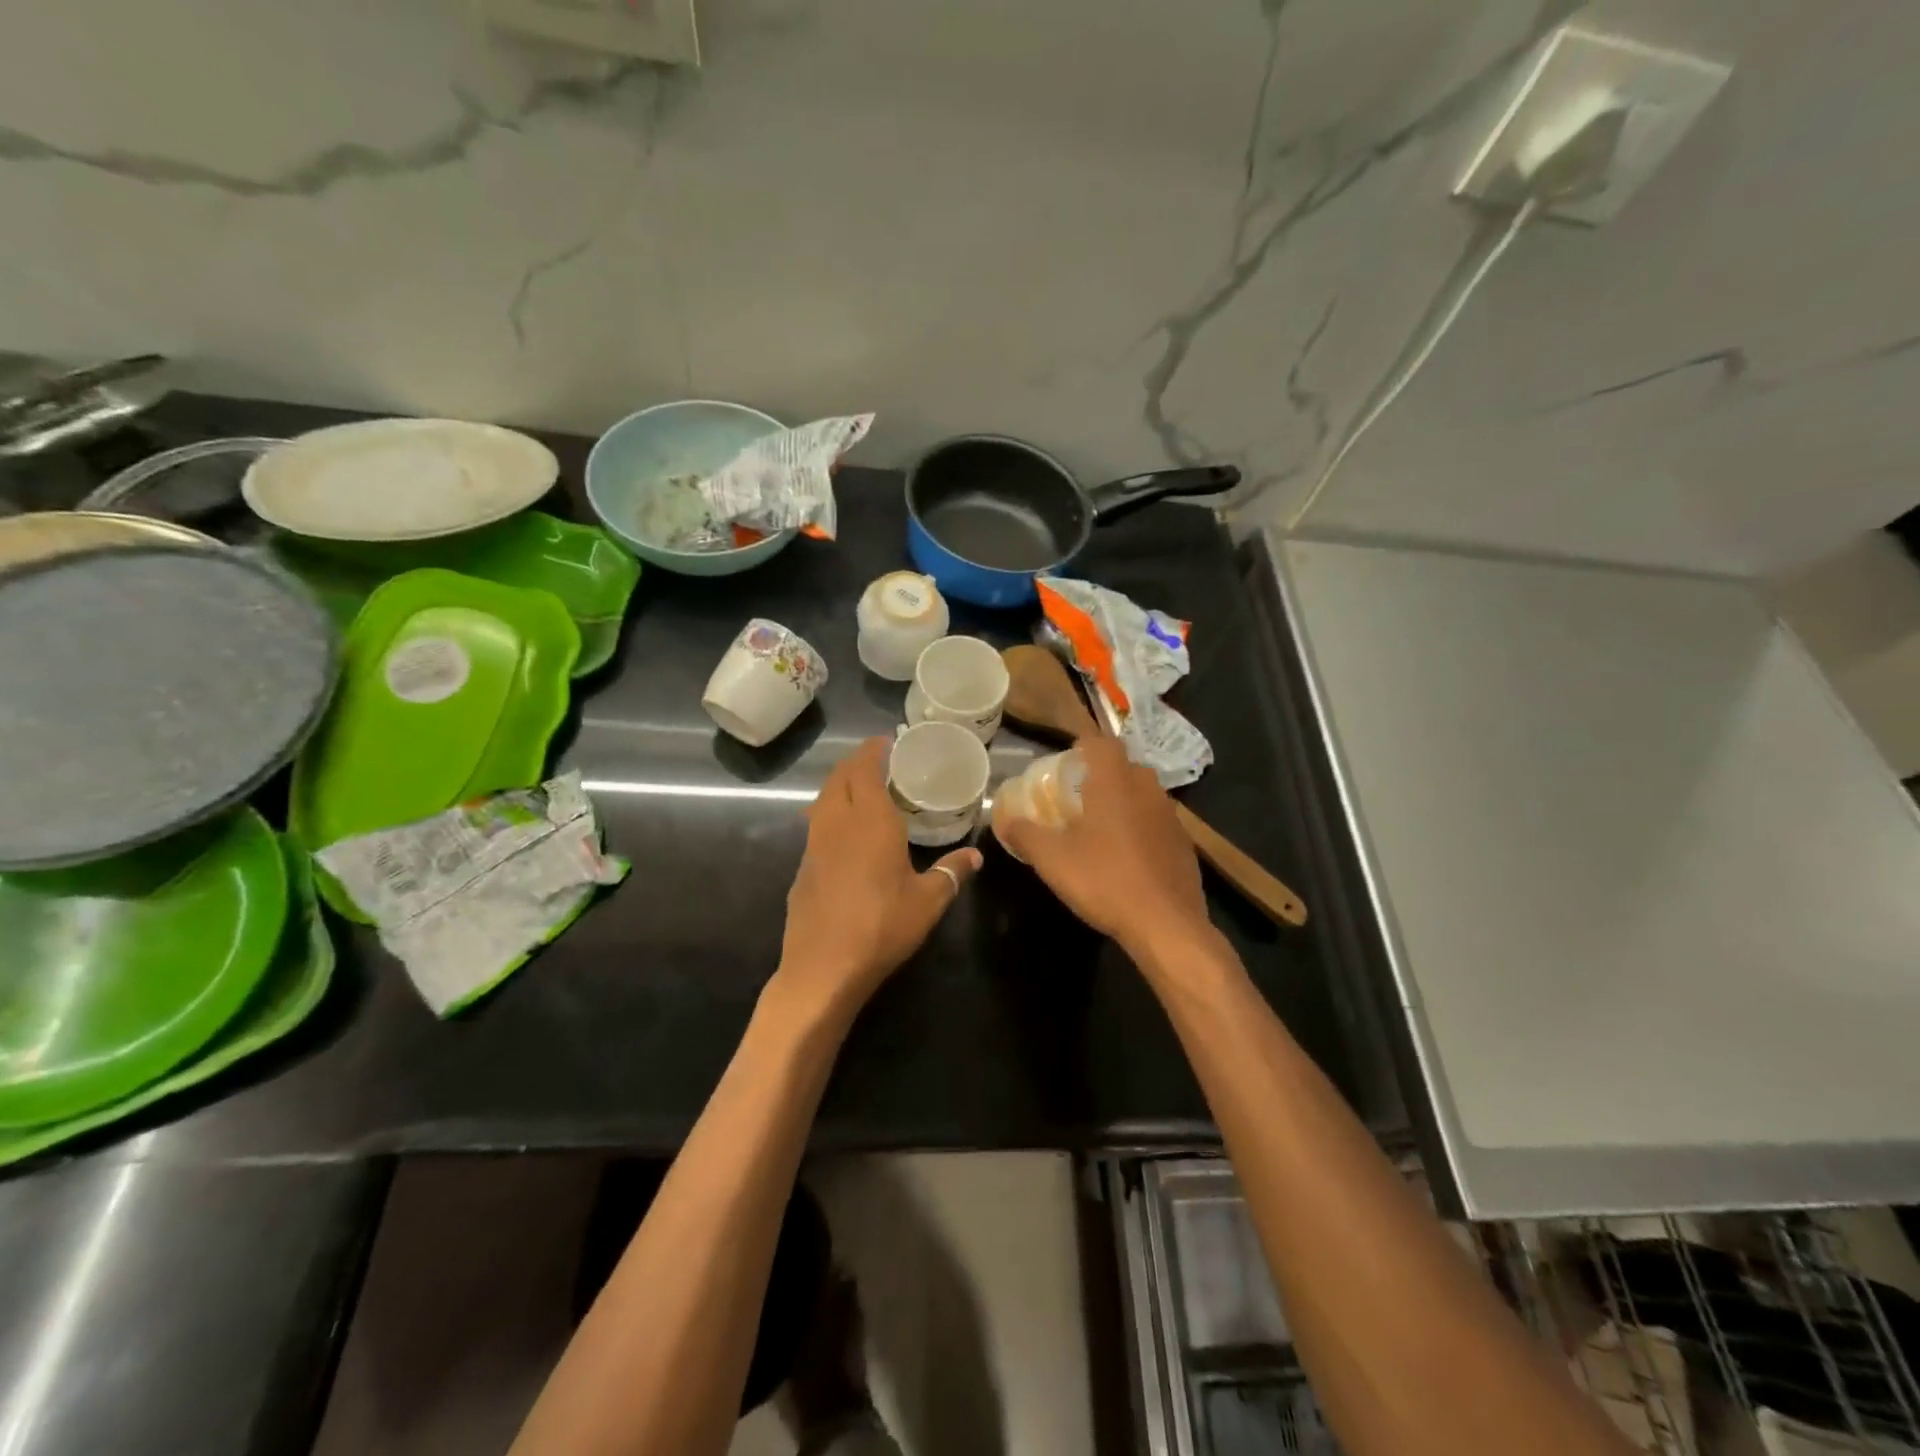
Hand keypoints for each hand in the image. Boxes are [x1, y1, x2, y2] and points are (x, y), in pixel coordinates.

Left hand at [775, 738, 980, 1022]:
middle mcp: (838, 823)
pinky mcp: (802, 867)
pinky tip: (843, 832)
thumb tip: (976, 856)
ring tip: (860, 790)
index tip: (884, 742)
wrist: (824, 967)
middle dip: (854, 762)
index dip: (872, 751)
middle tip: (876, 761)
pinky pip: (815, 825)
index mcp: (871, 821)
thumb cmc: (883, 926)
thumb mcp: (929, 901)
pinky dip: (829, 813)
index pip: (864, 769)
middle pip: (839, 778)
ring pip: (822, 799)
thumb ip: (951, 873)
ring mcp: (814, 845)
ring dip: (838, 785)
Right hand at [994, 736, 1209, 960]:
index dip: (1084, 744)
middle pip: (1125, 766)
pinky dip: (1142, 828)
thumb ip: (1024, 834)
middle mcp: (1148, 789)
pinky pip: (1158, 822)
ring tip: (1101, 824)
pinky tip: (1128, 855)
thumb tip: (1004, 819)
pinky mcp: (1184, 844)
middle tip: (1079, 793)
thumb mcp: (1051, 859)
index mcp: (1115, 782)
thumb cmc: (1104, 880)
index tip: (1068, 757)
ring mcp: (1171, 817)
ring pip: (1145, 794)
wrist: (1166, 924)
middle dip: (1103, 773)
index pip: (1102, 742)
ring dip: (1124, 800)